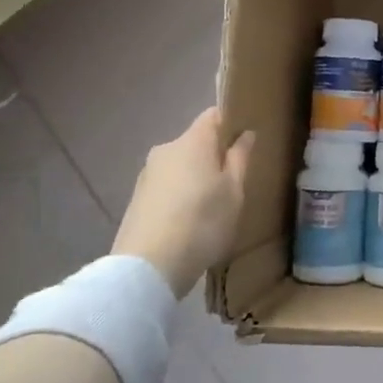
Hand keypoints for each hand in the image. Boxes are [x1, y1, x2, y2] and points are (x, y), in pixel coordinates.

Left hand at [112, 108, 254, 299]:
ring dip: (196, 178)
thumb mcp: (234, 192)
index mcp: (193, 141)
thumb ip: (240, 158)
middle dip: (214, 156)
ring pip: (180, 166)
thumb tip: (245, 133)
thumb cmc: (202, 222)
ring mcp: (147, 175)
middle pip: (196, 142)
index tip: (246, 142)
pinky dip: (180, 196)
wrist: (148, 267)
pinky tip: (189, 222)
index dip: (231, 123)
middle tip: (234, 182)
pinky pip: (167, 187)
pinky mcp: (137, 199)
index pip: (214, 115)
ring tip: (212, 207)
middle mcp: (166, 149)